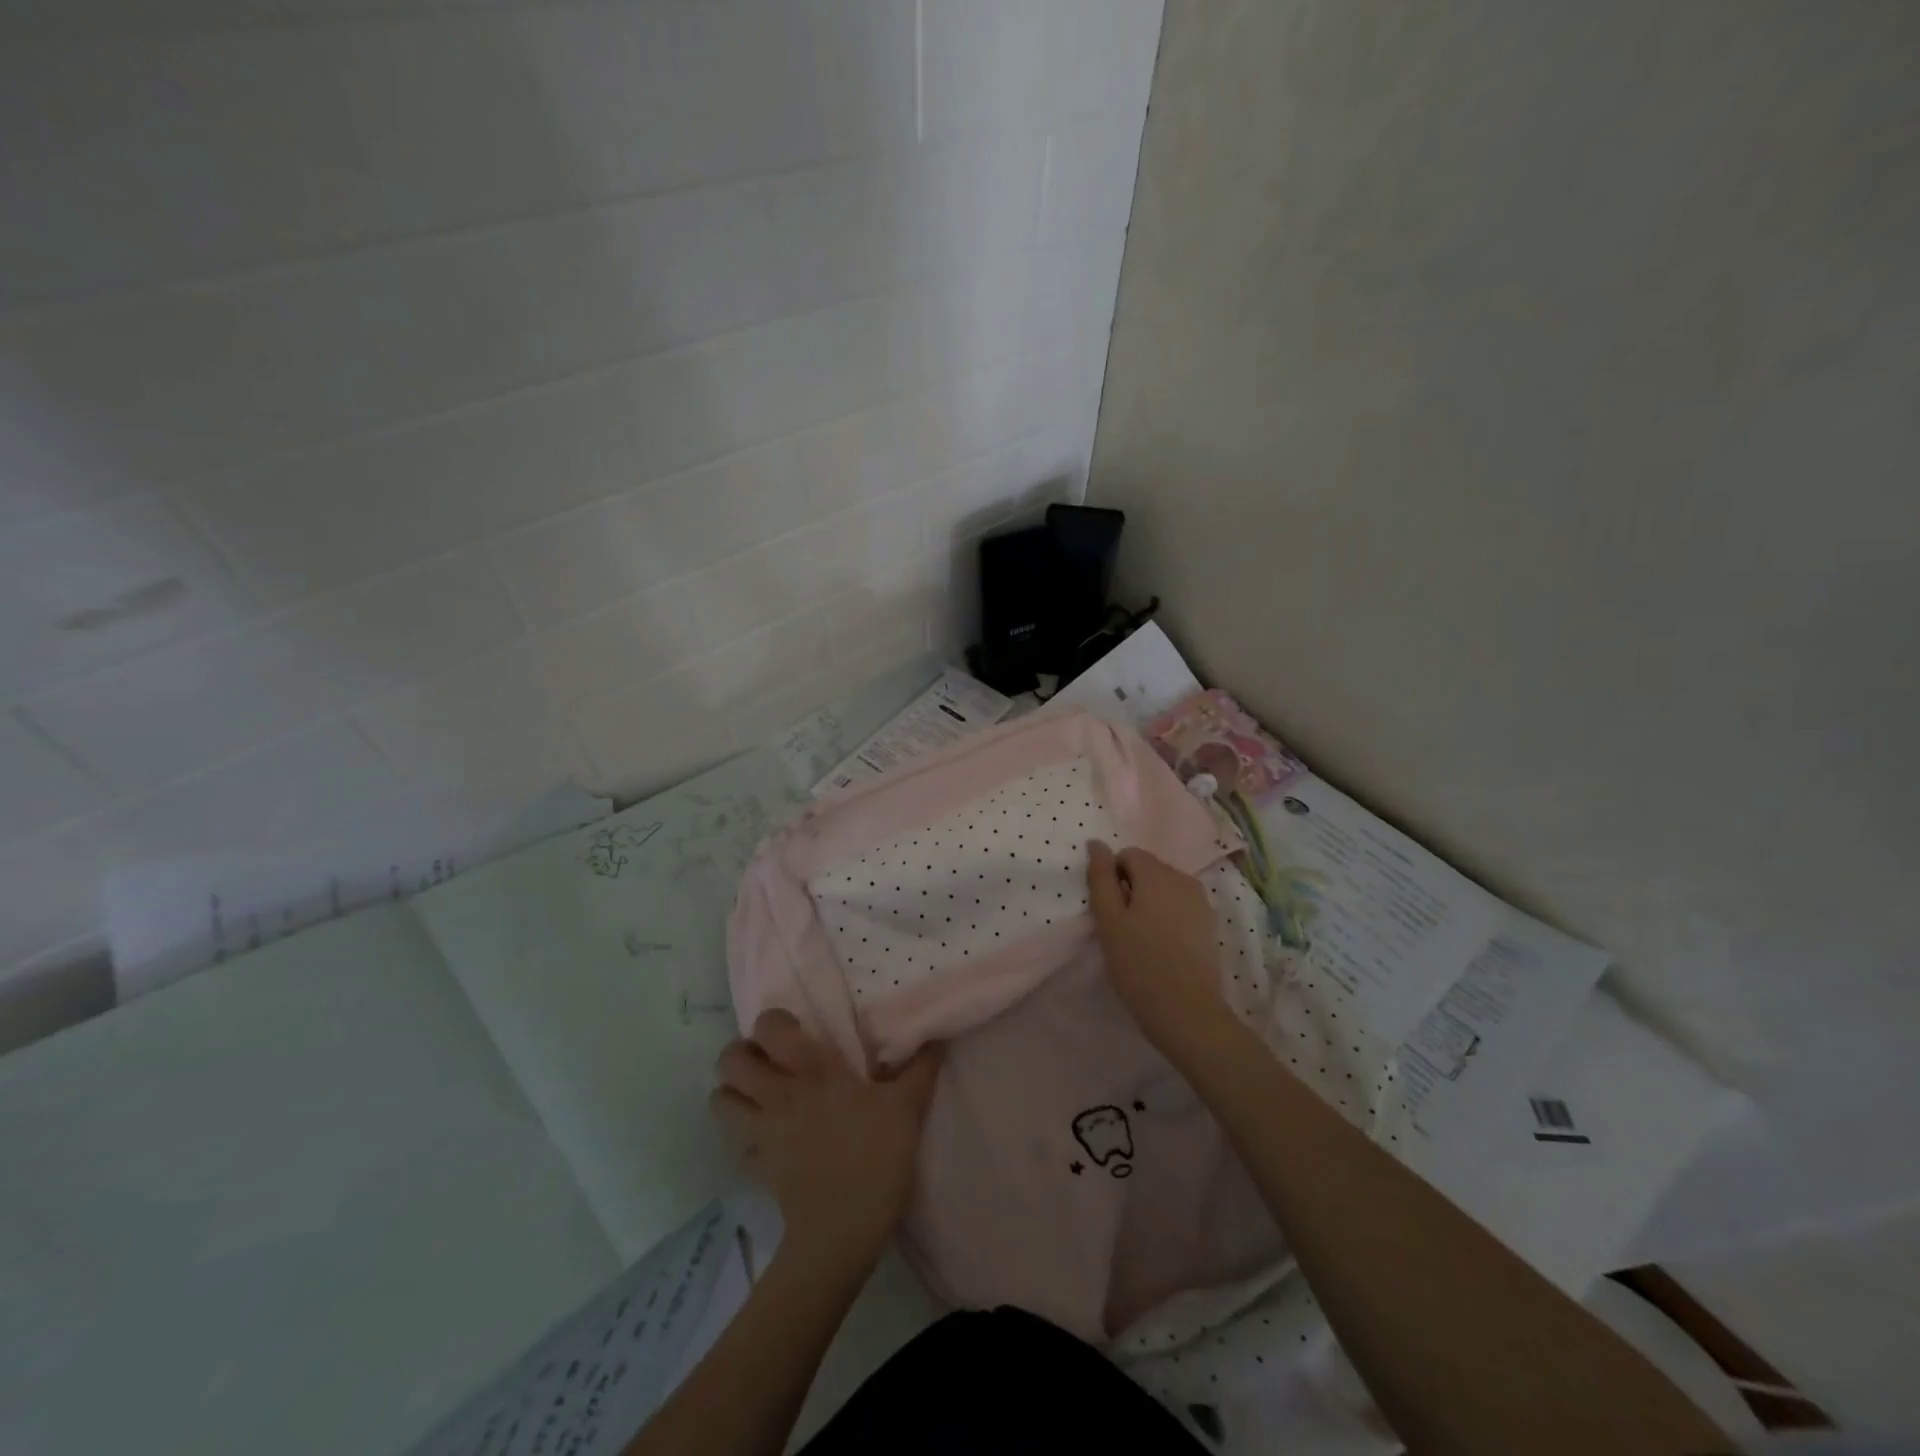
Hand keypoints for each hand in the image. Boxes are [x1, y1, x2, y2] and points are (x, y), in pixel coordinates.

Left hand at [712, 1010, 941, 1265]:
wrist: (841, 1232)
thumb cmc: (874, 1158)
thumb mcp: (907, 1109)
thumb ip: (920, 1069)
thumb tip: (935, 1038)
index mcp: (812, 1070)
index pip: (769, 1027)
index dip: (773, 1023)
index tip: (795, 1032)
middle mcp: (777, 1093)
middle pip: (730, 1060)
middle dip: (742, 1054)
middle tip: (770, 1060)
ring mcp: (761, 1132)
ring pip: (720, 1099)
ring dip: (733, 1092)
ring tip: (759, 1094)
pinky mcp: (756, 1166)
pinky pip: (737, 1143)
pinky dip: (746, 1136)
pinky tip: (769, 1139)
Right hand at [1086, 840, 1233, 1059]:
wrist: (1186, 1011)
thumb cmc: (1138, 963)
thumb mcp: (1108, 920)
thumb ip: (1100, 877)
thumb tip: (1097, 843)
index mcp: (1157, 874)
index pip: (1127, 854)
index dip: (1113, 878)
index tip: (1110, 911)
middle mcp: (1183, 879)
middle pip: (1149, 869)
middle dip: (1132, 888)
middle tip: (1122, 927)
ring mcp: (1201, 902)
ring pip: (1166, 888)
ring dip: (1150, 903)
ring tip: (1142, 939)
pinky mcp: (1210, 925)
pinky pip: (1182, 907)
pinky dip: (1169, 917)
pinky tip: (1164, 947)